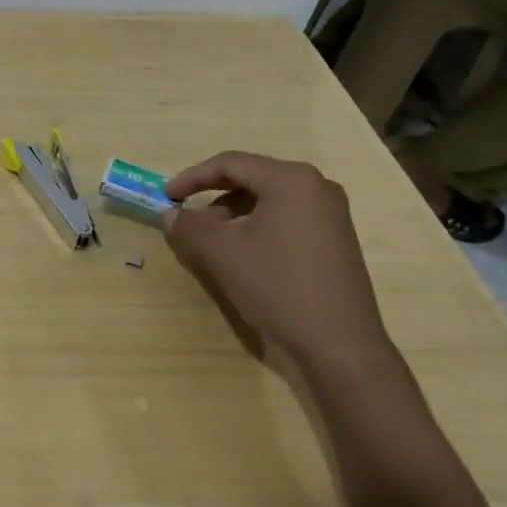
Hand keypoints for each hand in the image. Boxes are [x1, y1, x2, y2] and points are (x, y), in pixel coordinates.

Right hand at [163, 151, 390, 368]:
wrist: (340, 343)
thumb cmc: (278, 286)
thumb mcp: (222, 253)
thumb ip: (189, 226)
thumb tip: (170, 214)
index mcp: (291, 179)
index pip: (230, 163)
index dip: (192, 177)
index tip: (166, 196)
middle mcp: (316, 186)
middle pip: (251, 177)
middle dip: (212, 195)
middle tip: (185, 215)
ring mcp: (331, 212)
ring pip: (268, 199)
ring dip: (232, 212)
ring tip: (209, 238)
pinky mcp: (335, 237)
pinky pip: (286, 216)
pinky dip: (256, 225)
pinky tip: (241, 251)